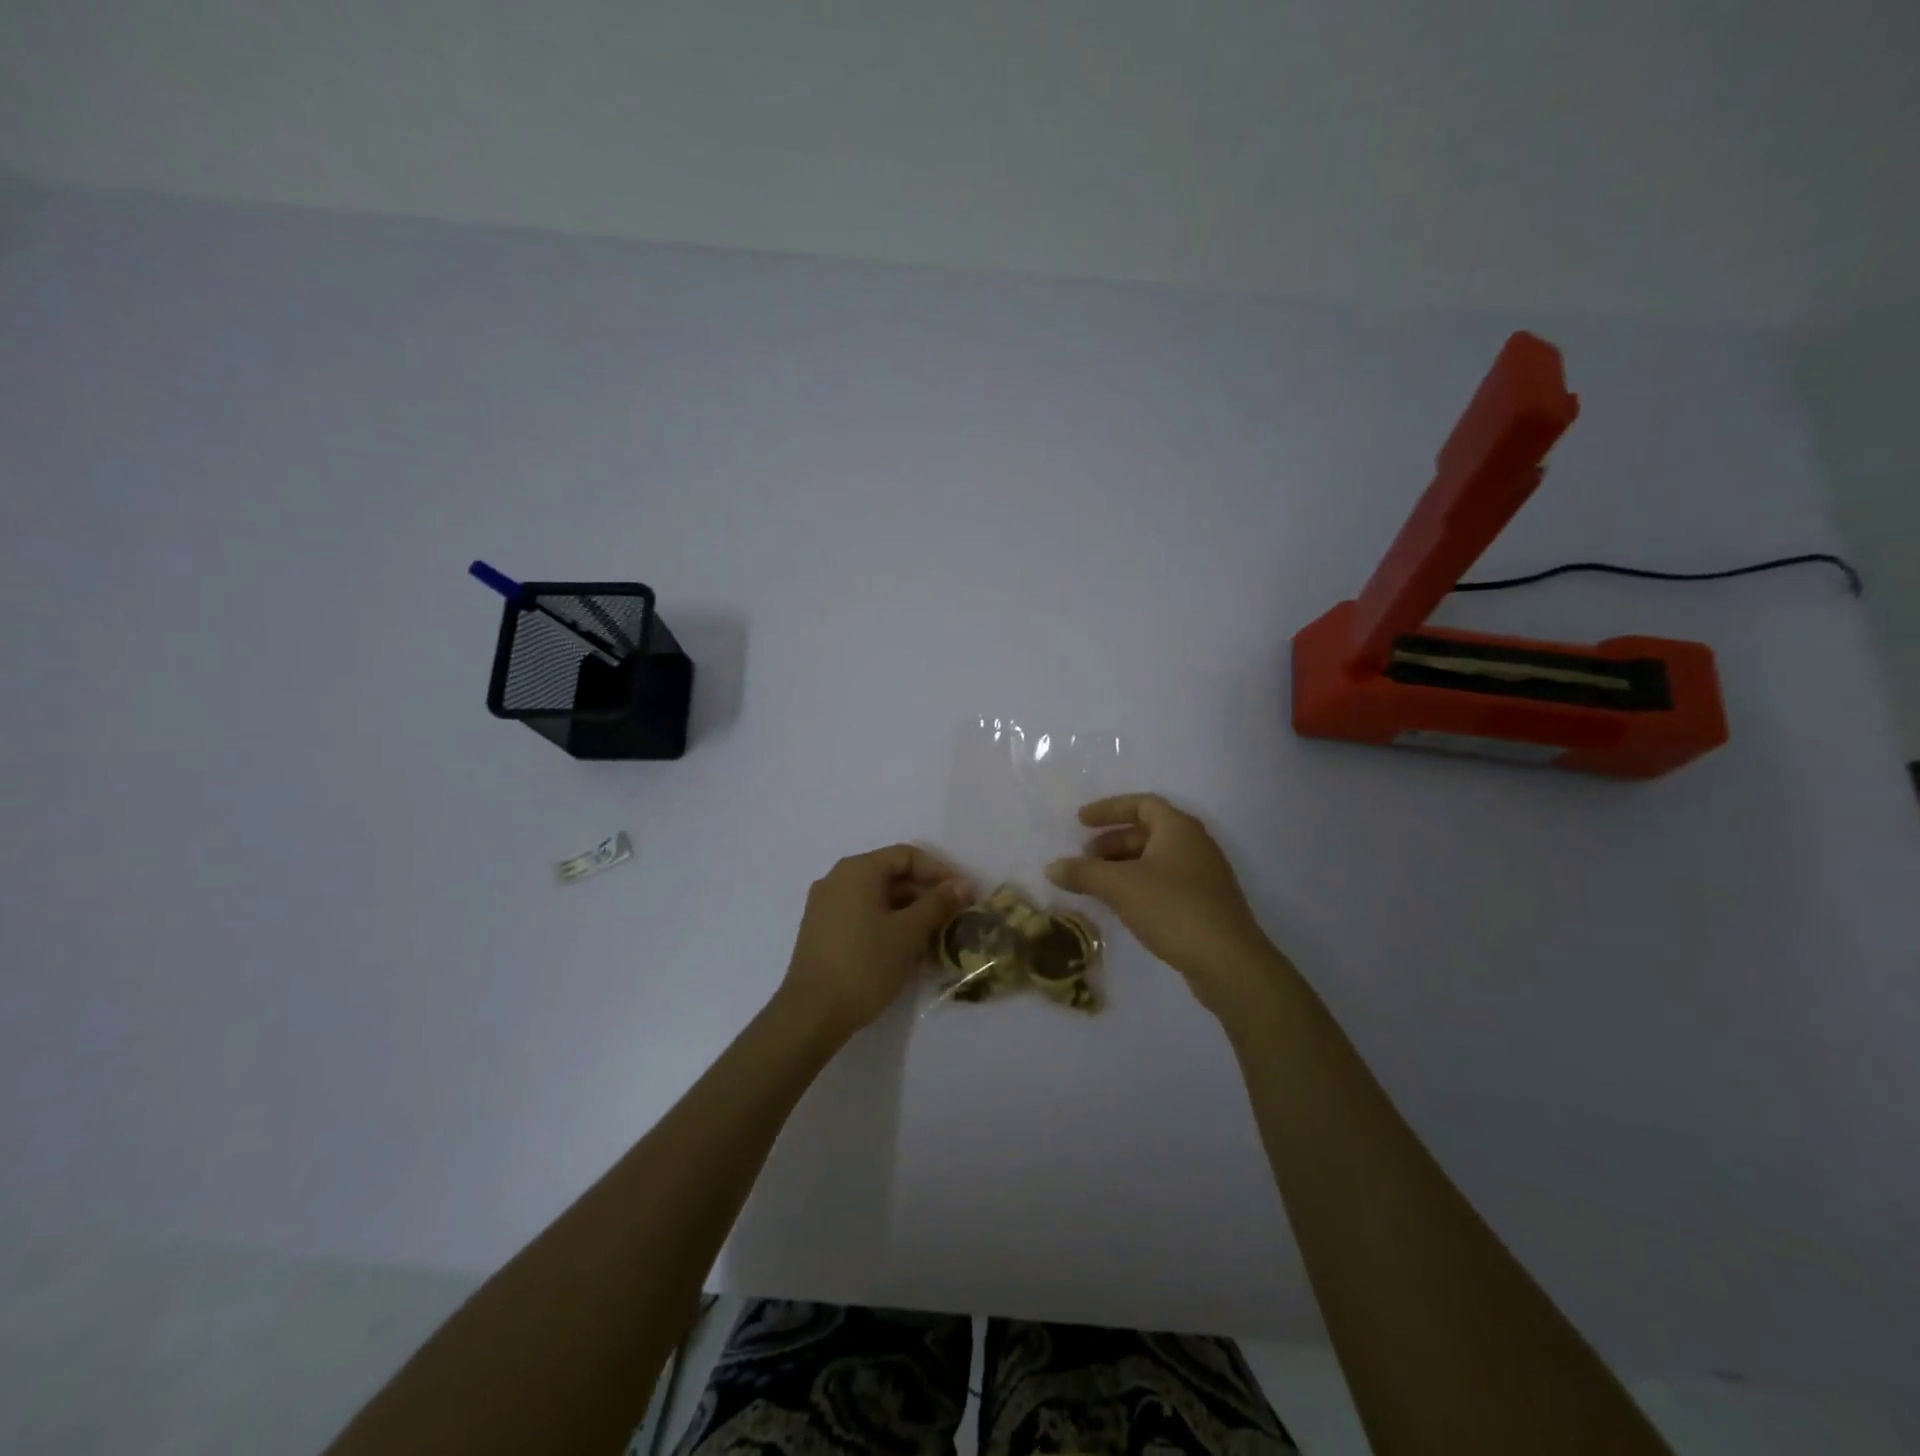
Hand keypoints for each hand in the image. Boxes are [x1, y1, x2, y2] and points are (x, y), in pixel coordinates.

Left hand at [779, 844, 970, 1036]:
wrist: (812, 1013)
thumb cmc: (865, 964)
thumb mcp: (909, 932)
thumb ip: (938, 903)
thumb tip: (963, 884)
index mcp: (857, 870)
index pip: (907, 856)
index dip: (940, 872)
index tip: (963, 896)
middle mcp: (837, 879)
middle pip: (891, 875)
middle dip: (925, 895)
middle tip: (952, 919)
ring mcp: (825, 905)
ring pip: (878, 898)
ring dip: (909, 913)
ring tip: (934, 940)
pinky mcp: (822, 931)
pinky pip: (862, 916)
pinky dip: (888, 925)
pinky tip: (906, 951)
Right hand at [1046, 794, 1284, 1022]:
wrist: (1228, 962)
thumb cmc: (1173, 908)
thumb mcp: (1120, 886)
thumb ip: (1083, 873)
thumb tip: (1051, 867)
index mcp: (1178, 828)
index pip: (1141, 804)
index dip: (1108, 809)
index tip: (1080, 821)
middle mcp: (1194, 844)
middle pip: (1147, 832)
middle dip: (1111, 842)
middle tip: (1084, 860)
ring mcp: (1203, 876)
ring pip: (1154, 860)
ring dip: (1123, 866)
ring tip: (1096, 885)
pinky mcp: (1205, 904)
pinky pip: (1164, 883)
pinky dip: (1138, 885)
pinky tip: (1121, 906)